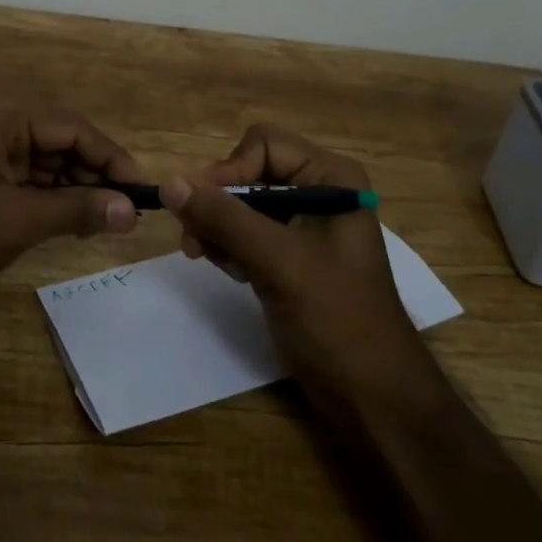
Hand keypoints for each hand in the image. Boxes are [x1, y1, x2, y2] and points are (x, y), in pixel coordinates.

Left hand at [0, 94, 143, 322]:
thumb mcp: (16, 221)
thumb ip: (77, 210)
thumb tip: (132, 211)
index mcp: (2, 113)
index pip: (74, 128)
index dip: (112, 159)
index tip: (144, 191)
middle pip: (63, 140)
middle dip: (95, 174)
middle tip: (129, 211)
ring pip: (49, 159)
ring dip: (77, 187)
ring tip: (108, 219)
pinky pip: (29, 176)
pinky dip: (54, 196)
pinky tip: (77, 220)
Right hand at [161, 125, 430, 415]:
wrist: (373, 397)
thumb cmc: (337, 319)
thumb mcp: (279, 262)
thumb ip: (224, 218)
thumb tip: (168, 184)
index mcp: (331, 177)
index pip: (263, 144)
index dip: (229, 170)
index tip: (201, 209)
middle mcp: (318, 190)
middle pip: (248, 172)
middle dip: (218, 203)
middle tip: (192, 241)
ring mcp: (304, 224)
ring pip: (241, 203)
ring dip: (217, 226)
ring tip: (204, 257)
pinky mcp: (290, 255)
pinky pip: (246, 231)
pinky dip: (229, 246)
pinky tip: (228, 270)